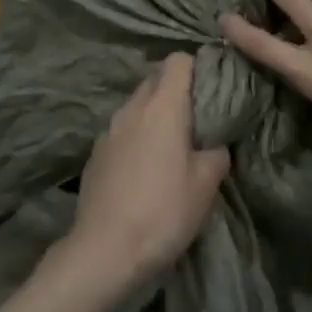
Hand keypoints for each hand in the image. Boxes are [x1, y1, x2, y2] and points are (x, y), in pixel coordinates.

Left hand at [72, 54, 230, 284]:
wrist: (105, 250)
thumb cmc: (164, 211)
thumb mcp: (206, 184)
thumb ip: (217, 151)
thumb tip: (214, 143)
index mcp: (162, 107)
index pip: (178, 61)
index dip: (198, 68)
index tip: (214, 89)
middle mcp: (131, 109)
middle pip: (155, 79)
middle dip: (177, 91)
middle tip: (199, 119)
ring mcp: (108, 130)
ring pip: (136, 105)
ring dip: (155, 115)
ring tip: (173, 145)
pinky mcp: (95, 153)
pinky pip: (122, 131)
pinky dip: (137, 136)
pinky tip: (145, 168)